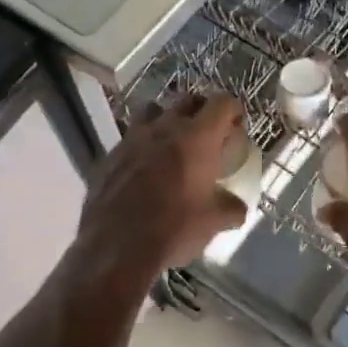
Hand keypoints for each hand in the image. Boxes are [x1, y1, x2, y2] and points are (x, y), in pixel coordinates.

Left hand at [79, 93, 248, 278]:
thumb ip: (231, 208)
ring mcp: (133, 138)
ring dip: (166, 120)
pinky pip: (130, 139)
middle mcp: (165, 128)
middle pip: (186, 100)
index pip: (222, 103)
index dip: (233, 110)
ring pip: (152, 111)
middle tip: (207, 133)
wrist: (117, 246)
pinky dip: (142, 146)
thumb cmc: (174, 228)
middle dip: (200, 110)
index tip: (235, 126)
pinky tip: (144, 170)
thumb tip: (237, 208)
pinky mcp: (110, 155)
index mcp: (197, 138)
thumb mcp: (213, 221)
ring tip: (171, 144)